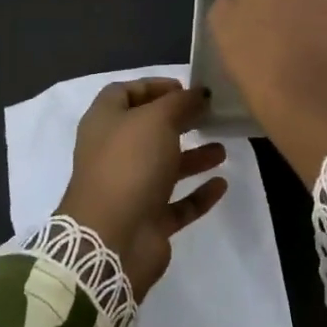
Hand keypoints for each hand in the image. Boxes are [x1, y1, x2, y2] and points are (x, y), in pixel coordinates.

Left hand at [58, 79, 227, 296]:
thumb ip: (180, 103)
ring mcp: (130, 189)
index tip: (185, 87)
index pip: (123, 93)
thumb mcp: (157, 120)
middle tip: (209, 114)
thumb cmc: (129, 165)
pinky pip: (177, 203)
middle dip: (178, 120)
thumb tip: (199, 93)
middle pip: (147, 130)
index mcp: (104, 123)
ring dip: (193, 157)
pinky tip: (222, 184)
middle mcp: (113, 153)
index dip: (153, 86)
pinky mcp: (147, 220)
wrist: (112, 240)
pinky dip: (198, 194)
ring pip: (164, 167)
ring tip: (222, 149)